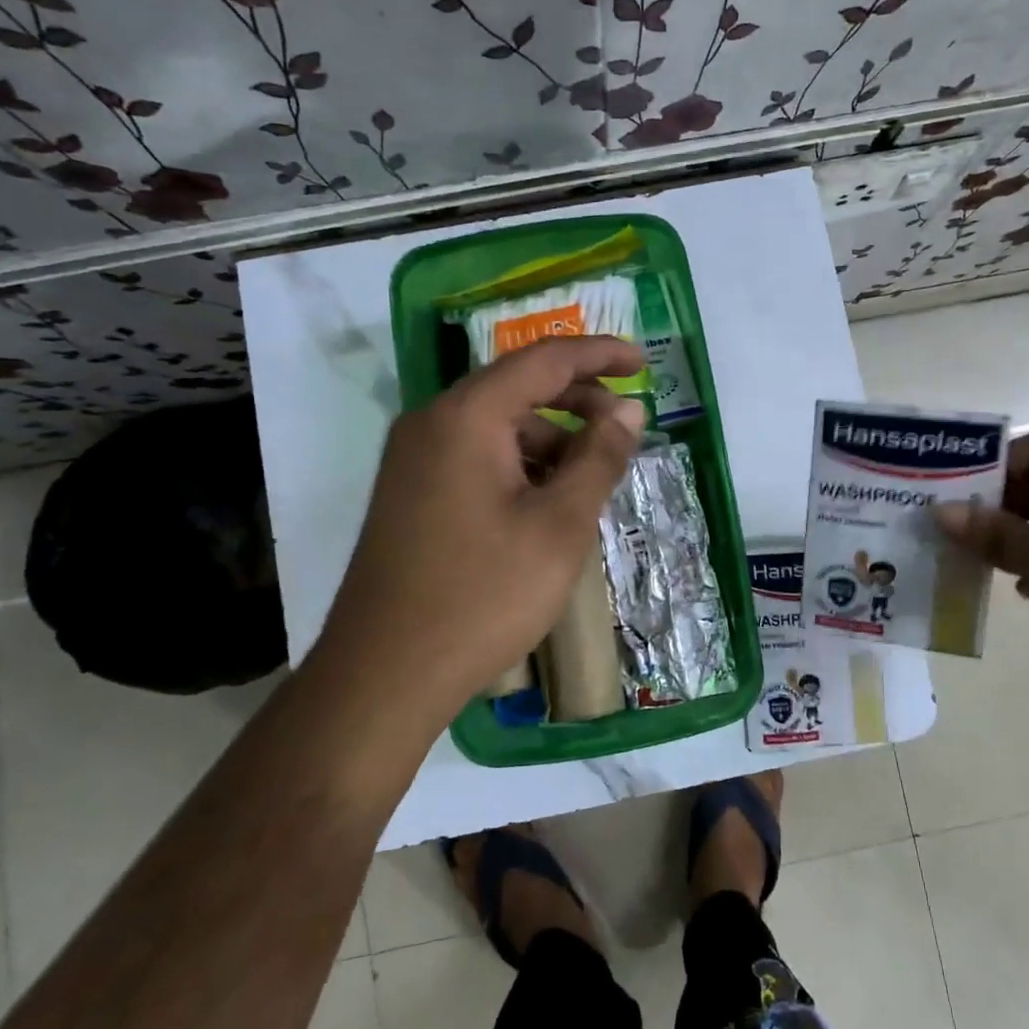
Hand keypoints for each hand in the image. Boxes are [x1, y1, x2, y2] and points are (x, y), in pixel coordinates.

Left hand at [318, 335, 646, 726]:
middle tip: (624, 426)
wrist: (385, 673)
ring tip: (590, 477)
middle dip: (577, 398)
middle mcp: (432, 422)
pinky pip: (475, 454)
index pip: (544, 359)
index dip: (599, 354)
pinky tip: (546, 502)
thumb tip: (629, 409)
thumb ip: (599, 457)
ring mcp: (414, 458)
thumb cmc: (484, 595)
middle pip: (517, 386)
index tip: (642, 360)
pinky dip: (519, 463)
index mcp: (467, 416)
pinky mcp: (411, 492)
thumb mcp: (560, 526)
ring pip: (496, 424)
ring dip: (550, 437)